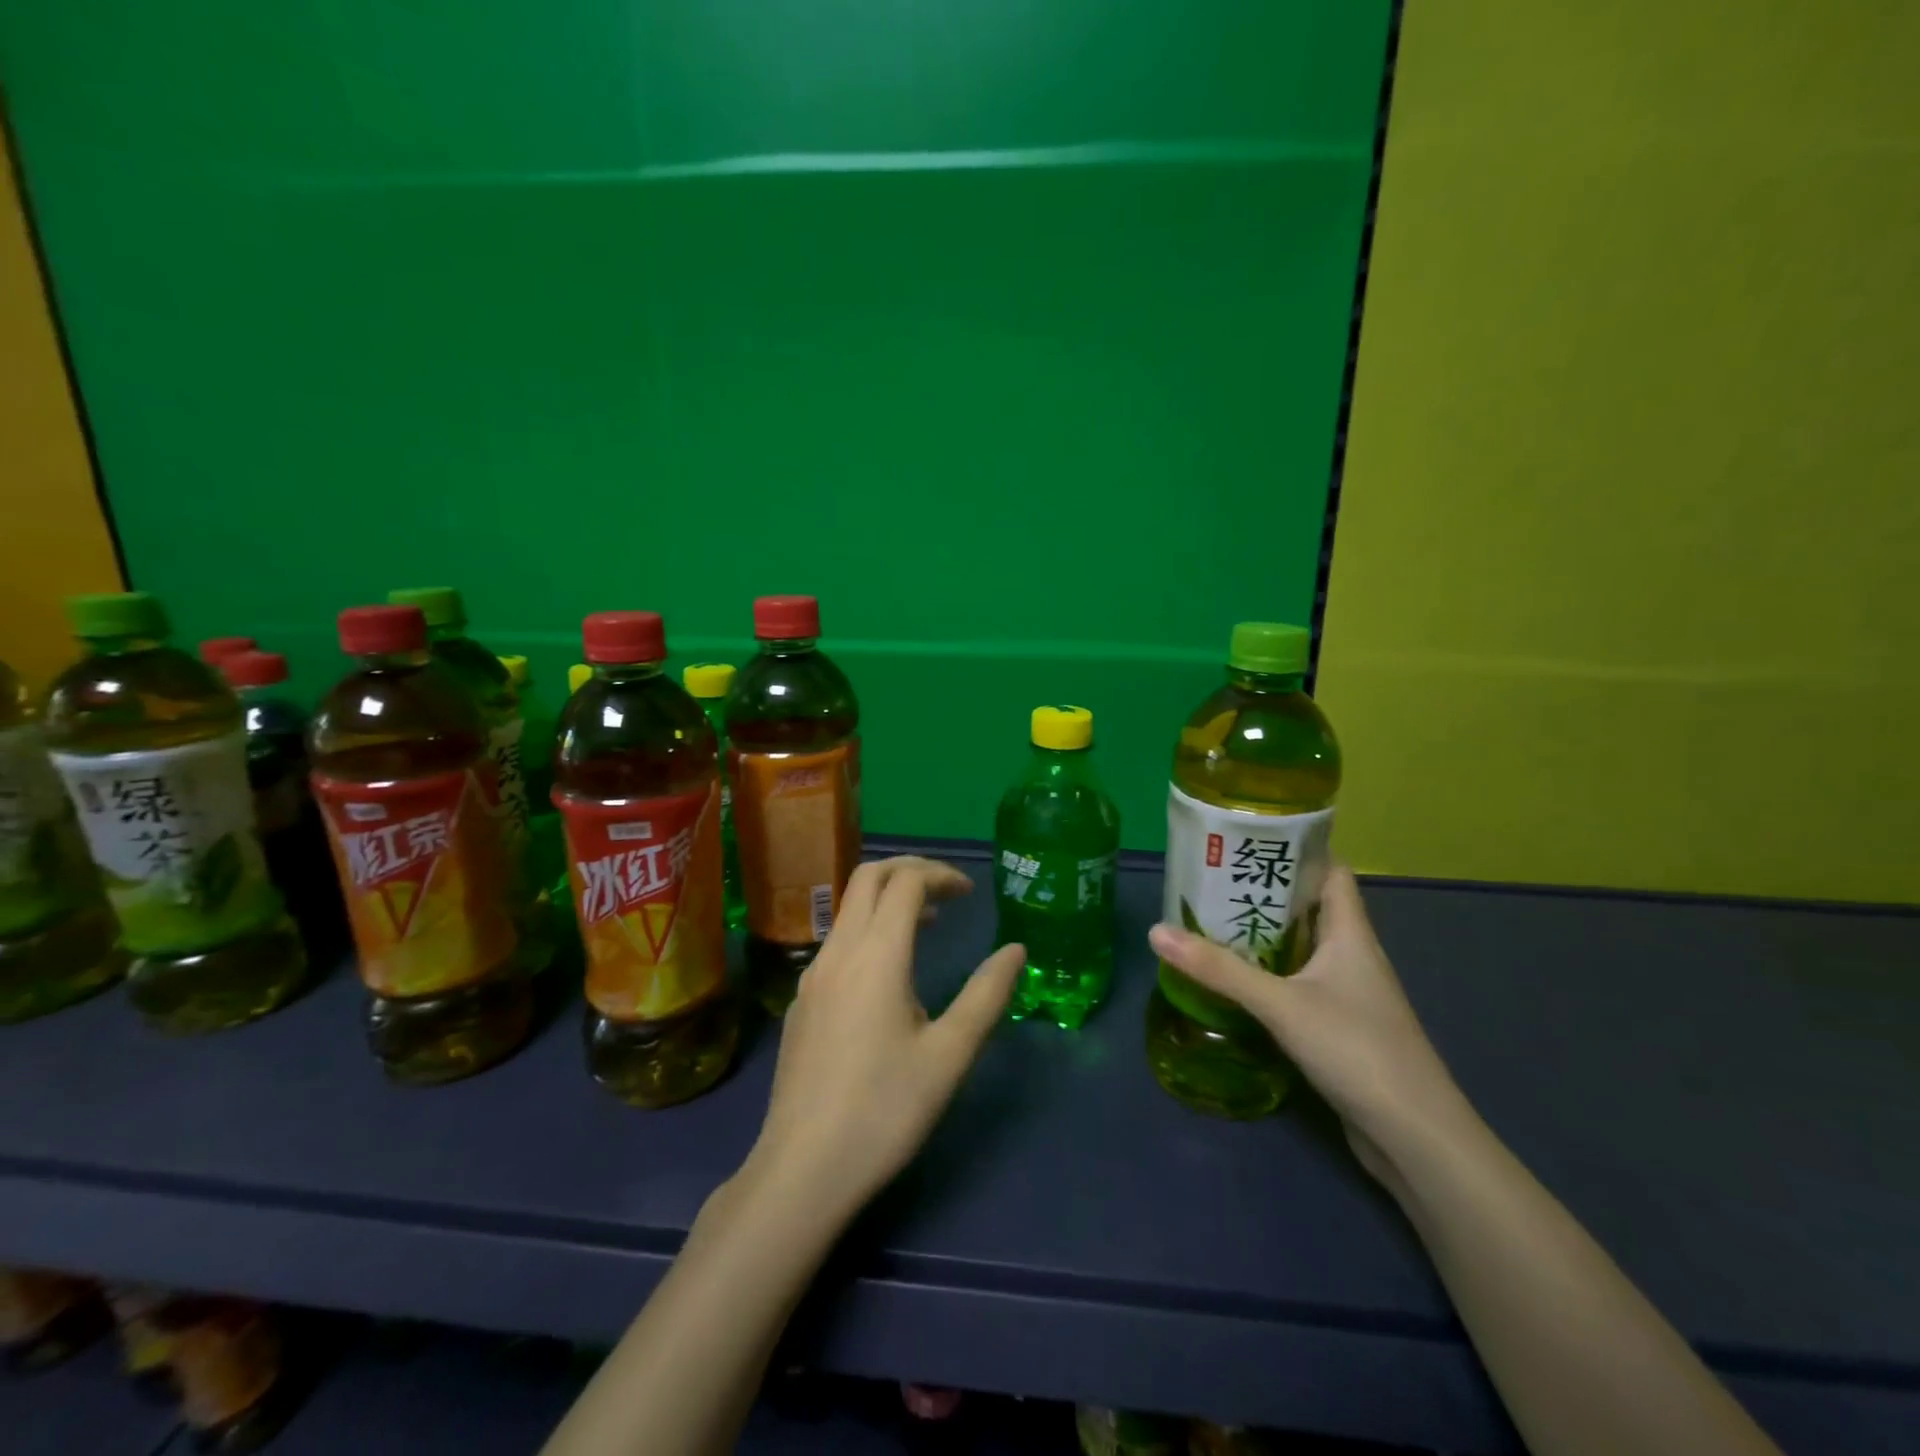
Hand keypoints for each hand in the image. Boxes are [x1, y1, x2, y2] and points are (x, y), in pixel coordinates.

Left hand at [744, 857, 1024, 1221]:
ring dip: (887, 900)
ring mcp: (812, 975)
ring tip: (927, 924)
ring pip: (848, 909)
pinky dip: (868, 931)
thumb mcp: (950, 1054)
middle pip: (868, 877)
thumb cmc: (885, 1109)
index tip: (970, 894)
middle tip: (947, 890)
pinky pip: (837, 942)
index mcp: (877, 954)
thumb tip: (1016, 949)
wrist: (803, 1168)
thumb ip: (986, 994)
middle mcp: (839, 951)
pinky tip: (887, 976)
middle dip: (909, 870)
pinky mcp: (800, 1002)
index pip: (906, 882)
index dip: (941, 875)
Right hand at [1148, 866, 1470, 1186]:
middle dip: (1265, 894)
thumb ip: (1219, 970)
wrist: (1415, 1138)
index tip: (1250, 842)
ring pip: (1304, 949)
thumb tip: (1157, 932)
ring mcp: (1350, 995)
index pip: (1332, 873)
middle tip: (1213, 882)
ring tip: (1213, 924)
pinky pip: (1301, 985)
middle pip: (1310, 909)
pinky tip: (1238, 983)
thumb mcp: (1280, 1004)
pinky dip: (1271, 976)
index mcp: (1351, 934)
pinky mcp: (1341, 1028)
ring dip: (1265, 938)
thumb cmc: (1356, 1050)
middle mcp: (1354, 957)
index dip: (1298, 852)